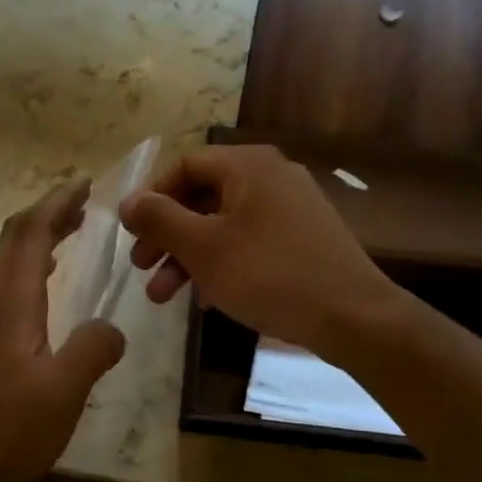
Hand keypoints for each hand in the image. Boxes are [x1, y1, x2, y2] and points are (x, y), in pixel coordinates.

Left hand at [0, 180, 126, 481]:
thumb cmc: (10, 430)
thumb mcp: (64, 391)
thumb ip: (94, 349)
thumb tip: (111, 328)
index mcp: (9, 303)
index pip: (28, 233)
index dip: (56, 203)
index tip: (86, 185)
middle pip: (14, 238)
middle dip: (49, 212)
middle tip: (86, 202)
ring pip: (10, 260)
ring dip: (40, 236)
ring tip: (76, 229)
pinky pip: (10, 283)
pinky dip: (33, 264)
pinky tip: (50, 280)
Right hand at [119, 145, 398, 358]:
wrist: (352, 316)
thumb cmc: (269, 274)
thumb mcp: (204, 248)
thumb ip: (160, 220)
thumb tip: (129, 201)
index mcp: (248, 165)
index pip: (185, 165)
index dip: (152, 197)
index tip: (132, 234)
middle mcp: (271, 176)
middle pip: (203, 197)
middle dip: (167, 236)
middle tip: (141, 269)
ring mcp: (291, 208)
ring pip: (224, 225)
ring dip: (189, 258)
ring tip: (163, 297)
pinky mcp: (303, 239)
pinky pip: (249, 242)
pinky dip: (222, 265)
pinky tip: (206, 300)